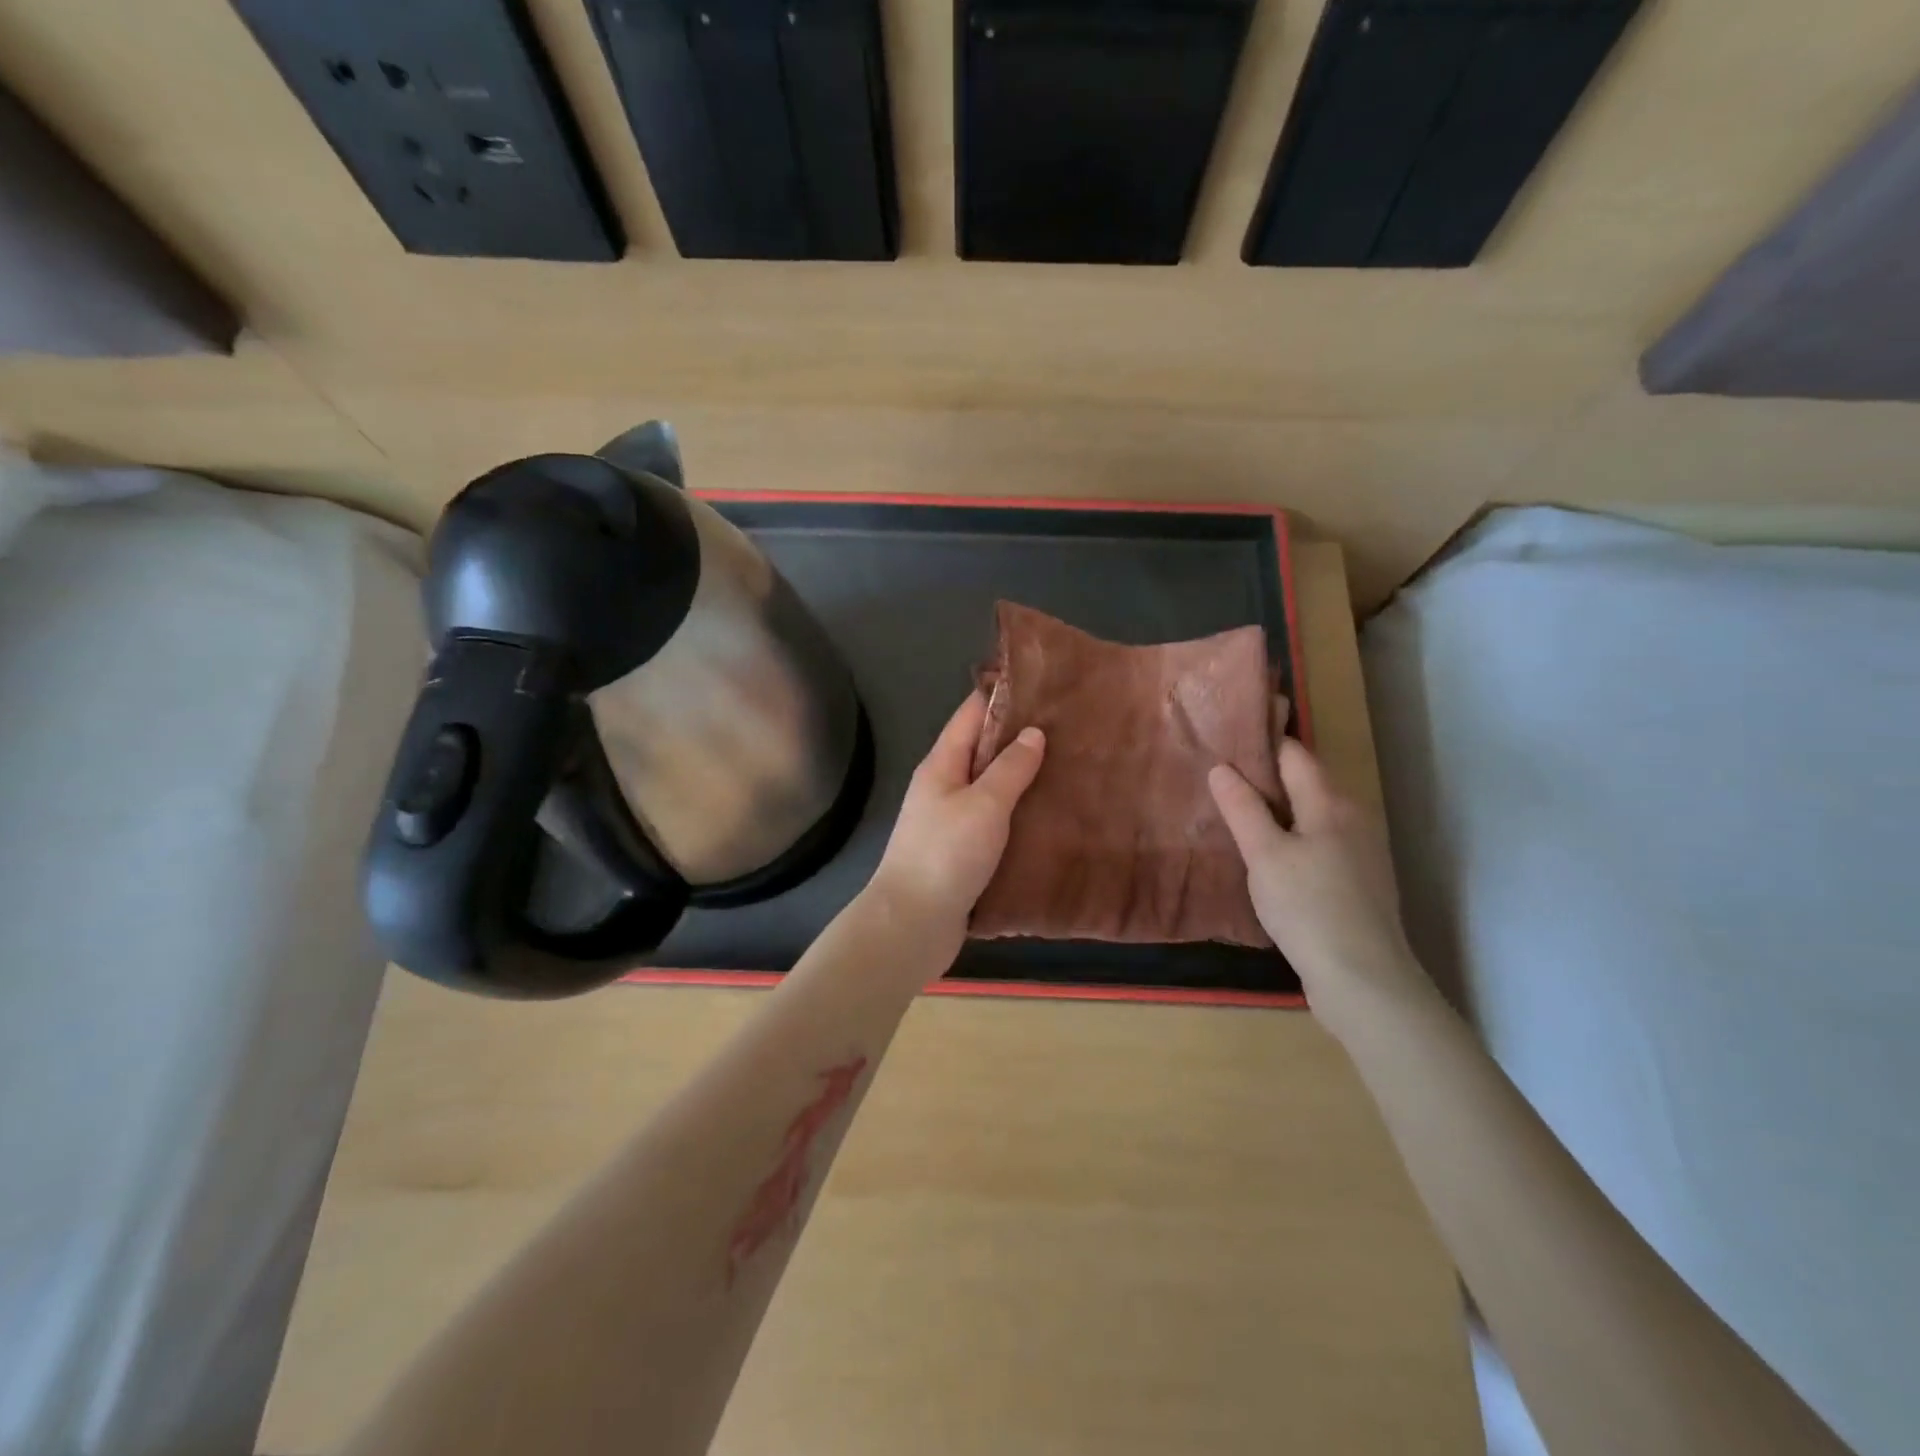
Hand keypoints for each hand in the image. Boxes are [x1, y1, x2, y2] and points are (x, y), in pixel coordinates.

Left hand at [868, 692, 1044, 956]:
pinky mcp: (961, 851)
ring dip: (1023, 779)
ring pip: (991, 787)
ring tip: (1069, 768)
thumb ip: (1010, 768)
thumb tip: (1033, 733)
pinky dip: (1019, 814)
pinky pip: (994, 821)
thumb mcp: (984, 804)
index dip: (1003, 696)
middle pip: (983, 750)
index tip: (1043, 684)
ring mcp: (951, 820)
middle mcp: (943, 786)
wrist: (912, 923)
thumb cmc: (946, 855)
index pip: (971, 714)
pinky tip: (1049, 816)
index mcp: (942, 764)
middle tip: (1070, 729)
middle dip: (1021, 738)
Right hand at [1208, 737, 1421, 1021]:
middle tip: (1220, 782)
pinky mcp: (1359, 882)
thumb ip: (1242, 808)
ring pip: (1312, 815)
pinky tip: (1269, 860)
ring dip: (1278, 812)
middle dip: (1265, 779)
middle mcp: (1353, 817)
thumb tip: (1222, 768)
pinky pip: (1319, 843)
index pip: (1294, 754)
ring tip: (1236, 817)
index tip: (1224, 741)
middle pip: (1305, 783)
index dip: (1261, 744)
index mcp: (1331, 802)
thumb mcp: (1264, 854)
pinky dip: (1293, 839)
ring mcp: (1360, 851)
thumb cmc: (1307, 906)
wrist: (1363, 979)